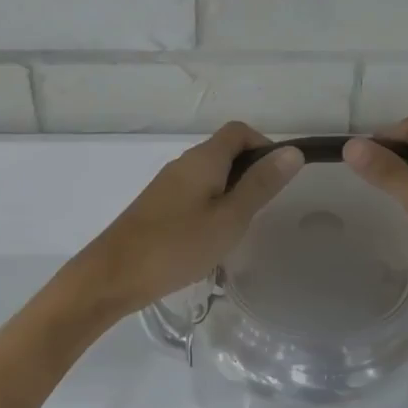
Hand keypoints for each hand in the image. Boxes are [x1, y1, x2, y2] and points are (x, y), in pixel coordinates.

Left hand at [68, 122, 303, 317]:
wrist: (114, 275)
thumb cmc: (178, 245)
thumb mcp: (230, 218)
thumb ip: (261, 184)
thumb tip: (292, 151)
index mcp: (203, 159)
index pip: (239, 131)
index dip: (264, 145)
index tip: (278, 179)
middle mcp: (183, 164)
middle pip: (224, 152)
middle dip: (250, 172)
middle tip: (263, 210)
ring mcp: (167, 186)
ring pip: (209, 176)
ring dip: (231, 193)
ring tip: (239, 228)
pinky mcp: (157, 207)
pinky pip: (194, 195)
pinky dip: (211, 207)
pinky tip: (211, 239)